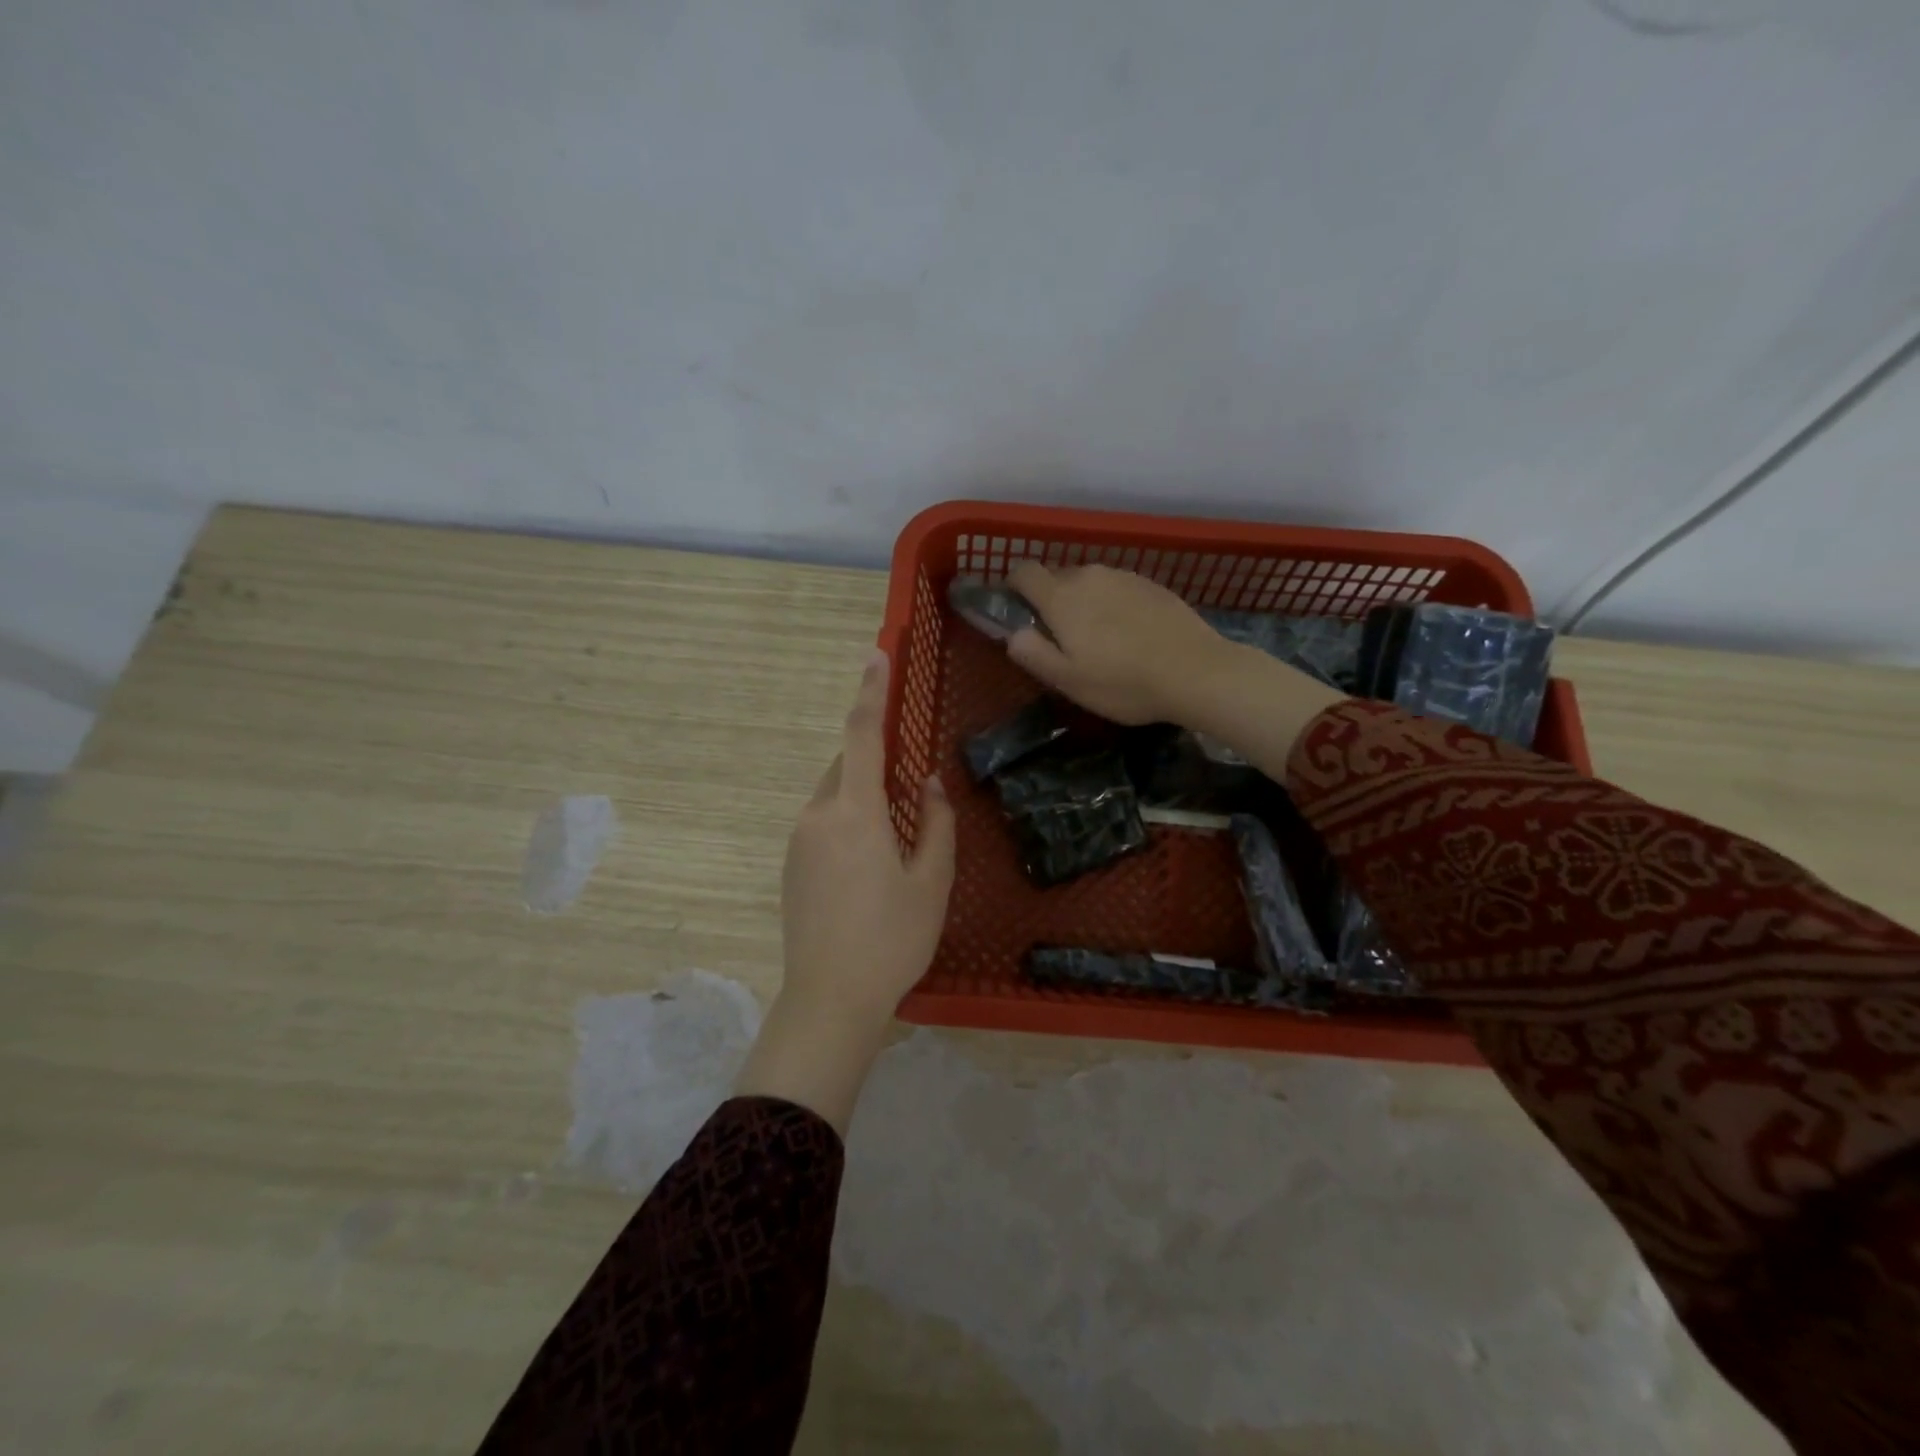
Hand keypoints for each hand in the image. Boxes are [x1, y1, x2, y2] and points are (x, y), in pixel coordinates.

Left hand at [736, 651, 955, 1131]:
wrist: (830, 999)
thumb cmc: (892, 939)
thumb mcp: (931, 882)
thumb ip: (935, 824)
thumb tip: (929, 785)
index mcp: (855, 812)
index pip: (862, 735)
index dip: (871, 691)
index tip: (876, 654)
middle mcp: (818, 815)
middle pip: (847, 766)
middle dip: (875, 761)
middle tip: (909, 789)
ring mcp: (798, 841)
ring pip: (835, 796)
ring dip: (864, 796)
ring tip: (895, 840)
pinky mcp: (791, 865)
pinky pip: (823, 821)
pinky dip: (849, 820)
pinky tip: (870, 864)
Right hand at [1005, 561, 1234, 724]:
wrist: (1197, 672)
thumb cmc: (1123, 682)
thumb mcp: (1068, 680)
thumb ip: (1032, 653)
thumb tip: (1013, 634)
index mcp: (1061, 597)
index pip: (1024, 571)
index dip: (1013, 587)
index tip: (1017, 611)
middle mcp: (1090, 575)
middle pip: (1056, 576)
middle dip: (1050, 600)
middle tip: (1060, 638)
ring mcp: (1124, 576)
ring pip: (1089, 582)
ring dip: (1083, 602)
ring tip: (1098, 639)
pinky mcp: (1152, 584)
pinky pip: (1117, 588)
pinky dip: (1112, 604)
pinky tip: (1128, 634)